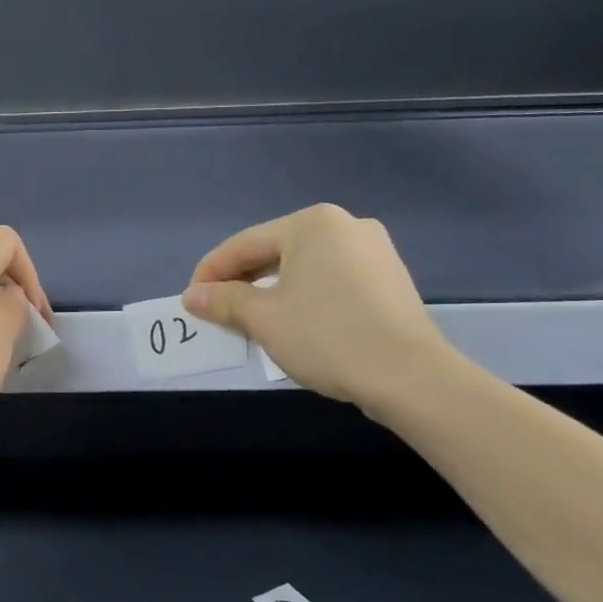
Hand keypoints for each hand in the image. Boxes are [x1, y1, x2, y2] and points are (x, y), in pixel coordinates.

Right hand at [182, 204, 450, 411]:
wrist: (412, 378)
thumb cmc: (328, 337)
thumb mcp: (264, 319)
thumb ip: (223, 301)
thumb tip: (192, 296)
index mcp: (312, 223)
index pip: (243, 244)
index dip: (210, 273)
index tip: (190, 300)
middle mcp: (345, 225)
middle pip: (274, 251)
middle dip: (241, 281)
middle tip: (216, 310)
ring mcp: (373, 250)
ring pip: (303, 266)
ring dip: (271, 289)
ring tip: (251, 319)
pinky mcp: (389, 278)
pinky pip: (330, 278)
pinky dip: (304, 295)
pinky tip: (294, 320)